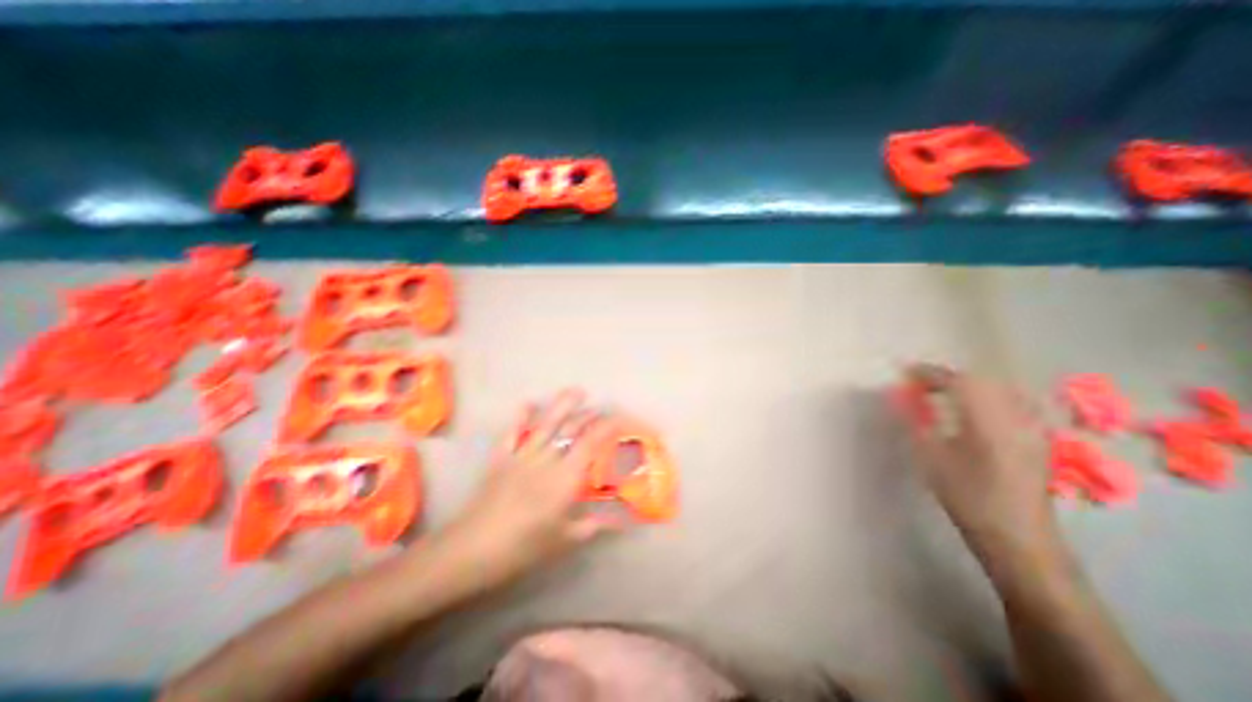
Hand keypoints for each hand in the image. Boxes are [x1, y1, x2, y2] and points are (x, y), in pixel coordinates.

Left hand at [435, 393, 623, 594]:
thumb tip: (617, 522)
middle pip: (570, 429)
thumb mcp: (564, 540)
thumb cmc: (524, 546)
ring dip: (562, 405)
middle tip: (600, 407)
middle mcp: (547, 458)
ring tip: (576, 391)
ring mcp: (522, 455)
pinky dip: (520, 417)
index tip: (618, 419)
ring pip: (546, 424)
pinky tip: (528, 403)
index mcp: (565, 477)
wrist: (474, 548)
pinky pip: (513, 432)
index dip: (606, 428)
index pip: (591, 443)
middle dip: (588, 415)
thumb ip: (592, 527)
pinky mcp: (502, 458)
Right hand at [895, 363, 1060, 561]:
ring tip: (940, 391)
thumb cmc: (968, 498)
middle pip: (981, 380)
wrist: (1018, 538)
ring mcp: (1032, 427)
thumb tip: (900, 397)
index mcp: (988, 422)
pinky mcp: (1036, 438)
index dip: (929, 373)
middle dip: (947, 376)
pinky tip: (971, 407)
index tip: (904, 371)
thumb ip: (916, 421)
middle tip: (919, 382)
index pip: (958, 382)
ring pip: (998, 388)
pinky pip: (1010, 401)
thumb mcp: (931, 458)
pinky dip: (985, 394)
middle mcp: (1015, 417)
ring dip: (967, 384)